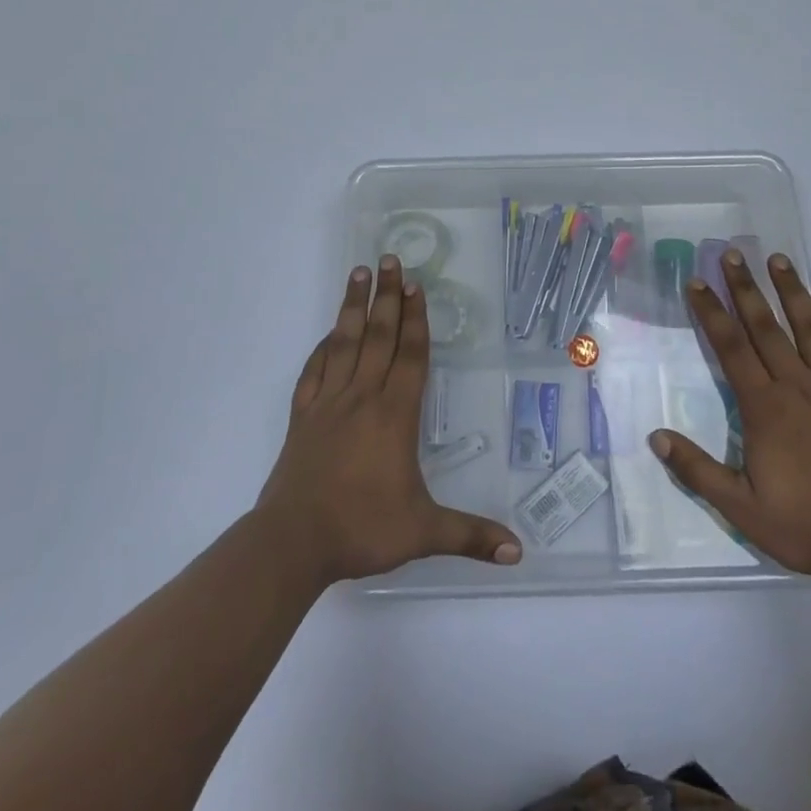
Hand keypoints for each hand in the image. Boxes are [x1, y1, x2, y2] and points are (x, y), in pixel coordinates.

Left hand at [254, 256, 522, 583]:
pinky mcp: (302, 416)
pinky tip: (329, 333)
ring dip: (354, 306)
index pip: (409, 355)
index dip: (415, 319)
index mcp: (394, 414)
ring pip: (344, 343)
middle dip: (387, 296)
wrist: (292, 543)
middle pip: (378, 336)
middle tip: (391, 259)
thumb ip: (470, 535)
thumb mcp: (423, 533)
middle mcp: (362, 397)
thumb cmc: (361, 529)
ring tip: (359, 272)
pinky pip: (314, 370)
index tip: (416, 286)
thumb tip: (518, 550)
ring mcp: (328, 403)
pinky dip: (323, 347)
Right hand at [651, 251, 810, 593]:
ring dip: (791, 290)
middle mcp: (799, 387)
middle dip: (745, 288)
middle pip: (766, 327)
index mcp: (766, 409)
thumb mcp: (743, 511)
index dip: (711, 312)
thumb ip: (698, 471)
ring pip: (809, 327)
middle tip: (732, 253)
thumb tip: (656, 436)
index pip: (731, 348)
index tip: (696, 281)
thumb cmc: (810, 527)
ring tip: (778, 258)